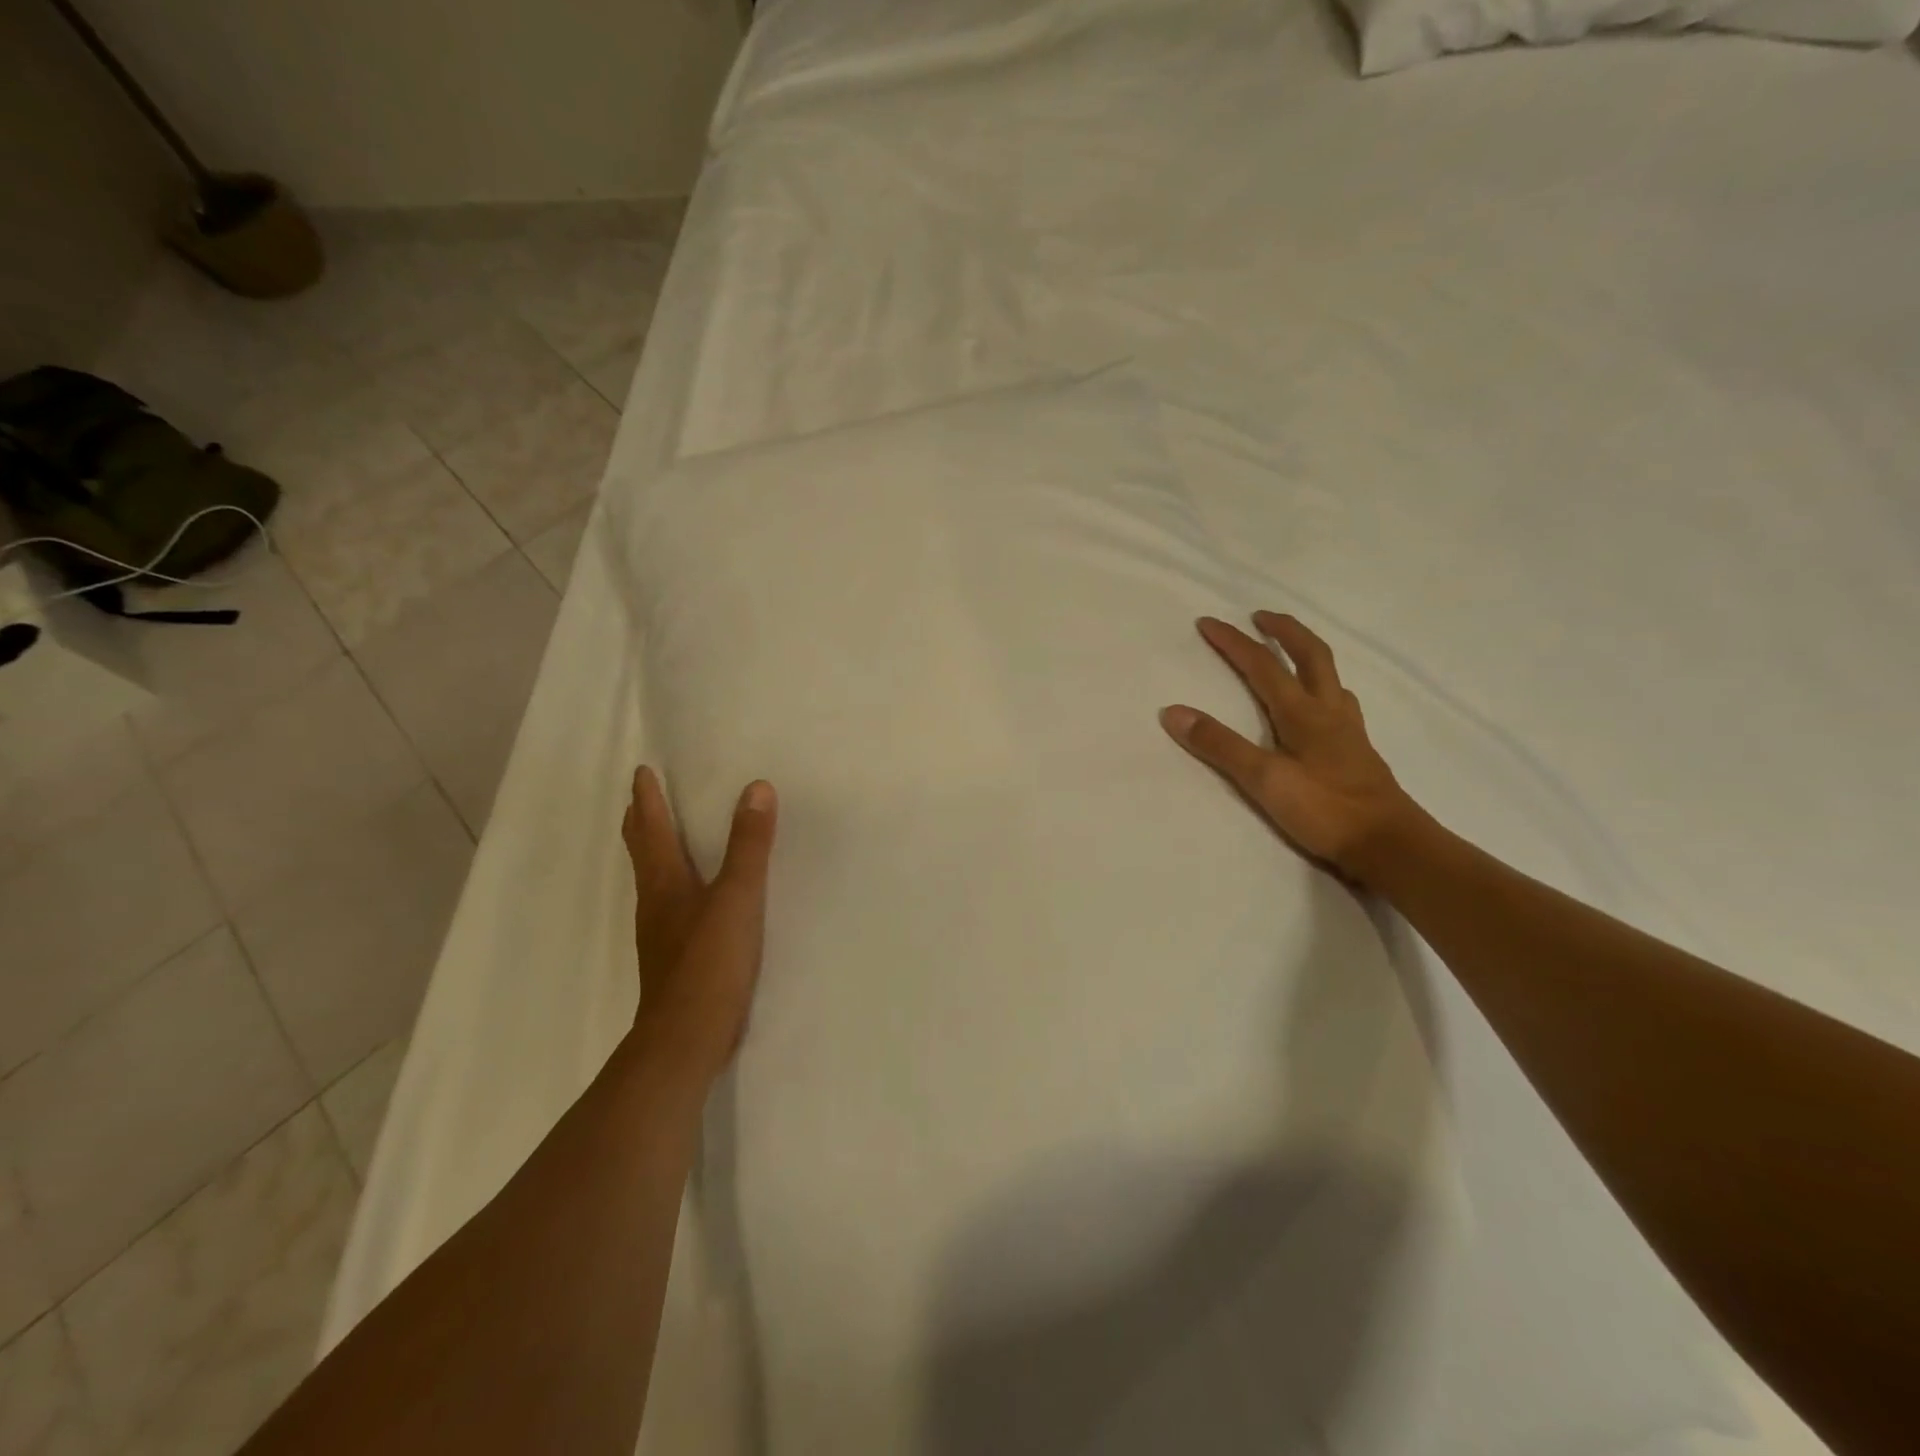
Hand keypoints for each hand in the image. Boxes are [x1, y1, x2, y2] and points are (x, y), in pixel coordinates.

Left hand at [622, 766, 778, 1080]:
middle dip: (640, 822)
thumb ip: (748, 845)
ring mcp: (661, 934)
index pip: (652, 829)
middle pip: (642, 853)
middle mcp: (655, 903)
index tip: (640, 771)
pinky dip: (671, 883)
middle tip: (639, 797)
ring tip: (660, 836)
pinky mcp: (674, 958)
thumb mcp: (737, 898)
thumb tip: (756, 788)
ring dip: (652, 851)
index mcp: (665, 882)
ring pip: (652, 879)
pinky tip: (688, 896)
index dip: (648, 799)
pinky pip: (668, 905)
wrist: (685, 1040)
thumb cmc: (709, 963)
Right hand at [1160, 613, 1422, 884]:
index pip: (1263, 665)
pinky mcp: (1357, 750)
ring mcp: (1348, 730)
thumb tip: (1173, 712)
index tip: (1207, 622)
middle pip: (1311, 655)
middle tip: (1260, 616)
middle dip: (1284, 630)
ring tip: (1289, 653)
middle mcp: (1329, 712)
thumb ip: (1219, 745)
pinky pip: (1339, 702)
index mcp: (1304, 713)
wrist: (1388, 844)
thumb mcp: (1263, 779)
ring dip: (1307, 654)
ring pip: (1330, 677)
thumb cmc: (1324, 810)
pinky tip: (1319, 706)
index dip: (1233, 642)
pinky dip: (1323, 688)